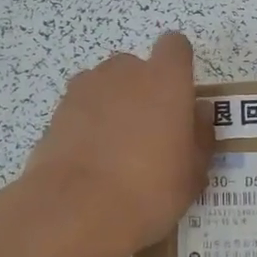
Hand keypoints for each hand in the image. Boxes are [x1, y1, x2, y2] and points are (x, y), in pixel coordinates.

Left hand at [20, 32, 211, 256]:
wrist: (77, 210)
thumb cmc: (150, 189)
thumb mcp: (192, 173)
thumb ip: (200, 136)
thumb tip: (198, 113)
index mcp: (165, 79)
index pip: (175, 46)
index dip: (178, 66)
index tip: (180, 96)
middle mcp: (125, 73)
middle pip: (136, 67)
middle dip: (142, 89)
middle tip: (149, 132)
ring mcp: (85, 89)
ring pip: (105, 85)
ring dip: (112, 104)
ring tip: (115, 148)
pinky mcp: (57, 111)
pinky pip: (80, 108)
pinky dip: (86, 124)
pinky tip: (90, 159)